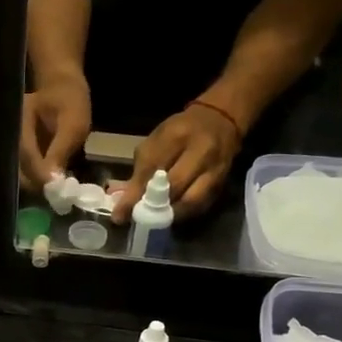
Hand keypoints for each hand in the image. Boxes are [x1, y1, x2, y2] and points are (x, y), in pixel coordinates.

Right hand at [18, 76, 92, 188]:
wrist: (62, 85)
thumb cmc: (70, 100)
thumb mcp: (72, 124)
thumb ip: (60, 151)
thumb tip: (52, 182)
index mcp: (19, 122)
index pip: (25, 155)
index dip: (39, 175)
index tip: (55, 192)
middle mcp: (10, 134)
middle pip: (16, 168)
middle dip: (36, 184)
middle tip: (58, 198)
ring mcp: (13, 143)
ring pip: (19, 172)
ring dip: (37, 184)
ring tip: (57, 193)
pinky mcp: (20, 150)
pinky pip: (25, 169)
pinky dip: (37, 179)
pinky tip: (51, 184)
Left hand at [111, 103, 241, 222]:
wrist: (219, 121)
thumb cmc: (179, 132)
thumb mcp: (156, 141)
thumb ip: (141, 169)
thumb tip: (124, 201)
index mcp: (177, 135)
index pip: (153, 167)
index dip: (135, 193)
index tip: (120, 214)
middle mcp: (200, 150)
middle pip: (175, 184)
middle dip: (152, 206)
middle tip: (137, 218)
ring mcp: (215, 168)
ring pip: (191, 200)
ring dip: (169, 214)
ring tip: (154, 220)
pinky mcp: (222, 183)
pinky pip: (201, 205)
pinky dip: (183, 214)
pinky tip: (170, 217)